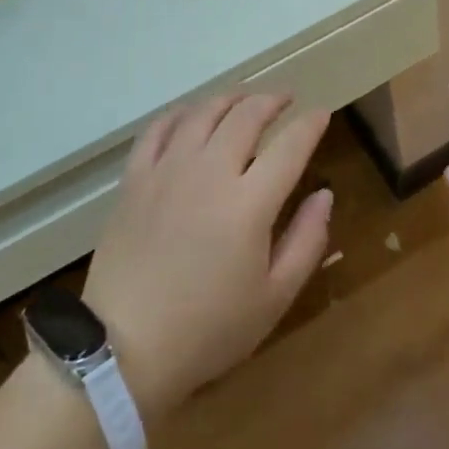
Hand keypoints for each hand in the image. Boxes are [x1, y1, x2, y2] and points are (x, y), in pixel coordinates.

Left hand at [82, 95, 332, 420]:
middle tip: (286, 99)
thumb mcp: (274, 297)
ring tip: (244, 99)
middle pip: (246, 116)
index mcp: (249, 202)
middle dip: (272, 100)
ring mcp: (167, 171)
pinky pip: (158, 130)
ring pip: (203, 113)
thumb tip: (324, 195)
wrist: (123, 349)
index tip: (322, 114)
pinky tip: (191, 116)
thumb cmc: (208, 330)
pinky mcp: (135, 179)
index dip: (310, 124)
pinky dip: (180, 114)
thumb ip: (306, 240)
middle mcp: (210, 172)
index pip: (290, 145)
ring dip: (230, 99)